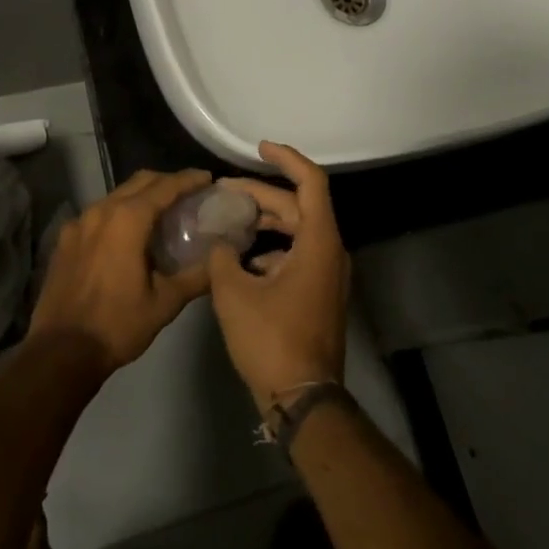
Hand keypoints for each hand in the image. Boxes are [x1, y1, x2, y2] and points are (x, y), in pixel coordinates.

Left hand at [28, 169, 214, 375]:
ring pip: (117, 195)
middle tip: (189, 193)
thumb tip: (221, 260)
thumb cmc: (117, 324)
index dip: (188, 179)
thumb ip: (196, 276)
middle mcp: (101, 210)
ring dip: (141, 196)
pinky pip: (98, 213)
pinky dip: (119, 213)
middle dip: (166, 182)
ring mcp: (79, 222)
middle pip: (139, 182)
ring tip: (161, 212)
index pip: (165, 187)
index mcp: (128, 219)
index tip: (207, 178)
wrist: (60, 352)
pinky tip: (127, 234)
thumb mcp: (165, 303)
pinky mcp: (65, 238)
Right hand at [207, 142, 349, 413]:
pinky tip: (239, 259)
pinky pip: (295, 255)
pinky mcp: (318, 294)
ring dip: (263, 222)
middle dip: (260, 194)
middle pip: (297, 206)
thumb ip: (222, 257)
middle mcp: (330, 252)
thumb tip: (219, 243)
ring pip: (295, 232)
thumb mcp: (234, 293)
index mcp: (319, 242)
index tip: (259, 147)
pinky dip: (269, 249)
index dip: (286, 158)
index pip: (310, 182)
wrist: (303, 401)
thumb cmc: (271, 340)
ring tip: (227, 219)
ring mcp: (327, 275)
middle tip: (224, 190)